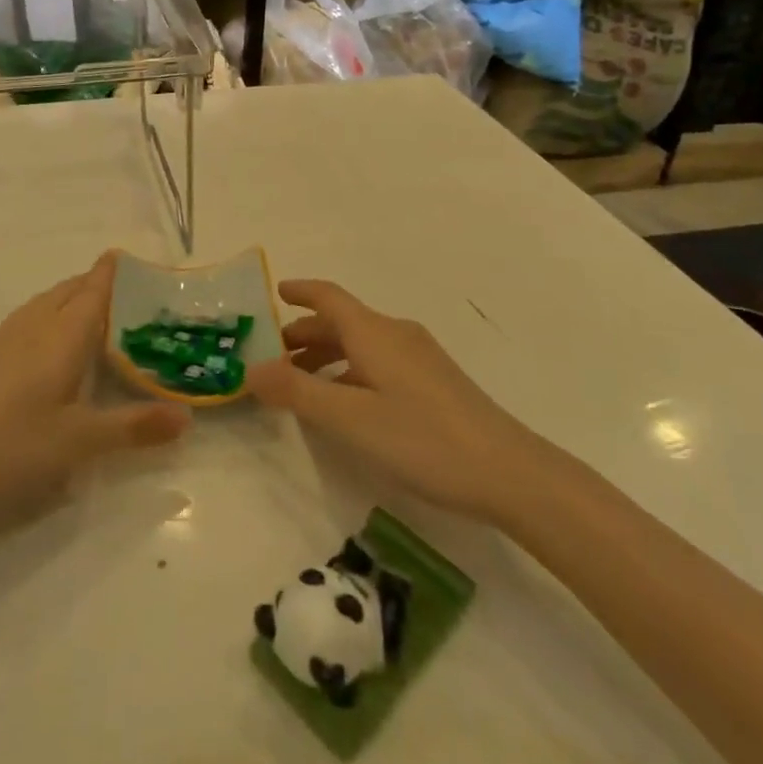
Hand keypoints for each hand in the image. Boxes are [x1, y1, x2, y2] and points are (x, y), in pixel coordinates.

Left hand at [0, 253, 189, 511]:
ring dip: (74, 296)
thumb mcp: (80, 440)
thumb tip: (187, 417)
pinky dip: (54, 313)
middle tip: (128, 291)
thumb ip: (134, 426)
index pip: (94, 289)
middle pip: (71, 288)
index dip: (112, 271)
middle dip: (98, 282)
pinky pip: (32, 315)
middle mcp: (36, 322)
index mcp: (63, 334)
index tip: (130, 256)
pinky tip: (53, 342)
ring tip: (96, 312)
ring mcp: (7, 334)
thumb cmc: (13, 442)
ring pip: (49, 300)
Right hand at [244, 279, 547, 523]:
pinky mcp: (434, 384)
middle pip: (342, 322)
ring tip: (301, 385)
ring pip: (361, 345)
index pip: (328, 296)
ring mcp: (419, 359)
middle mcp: (396, 335)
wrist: (511, 473)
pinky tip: (347, 406)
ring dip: (327, 357)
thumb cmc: (424, 439)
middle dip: (305, 334)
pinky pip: (378, 363)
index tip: (273, 292)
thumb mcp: (351, 419)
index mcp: (374, 332)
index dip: (300, 291)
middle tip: (273, 357)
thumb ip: (298, 392)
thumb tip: (251, 369)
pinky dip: (350, 373)